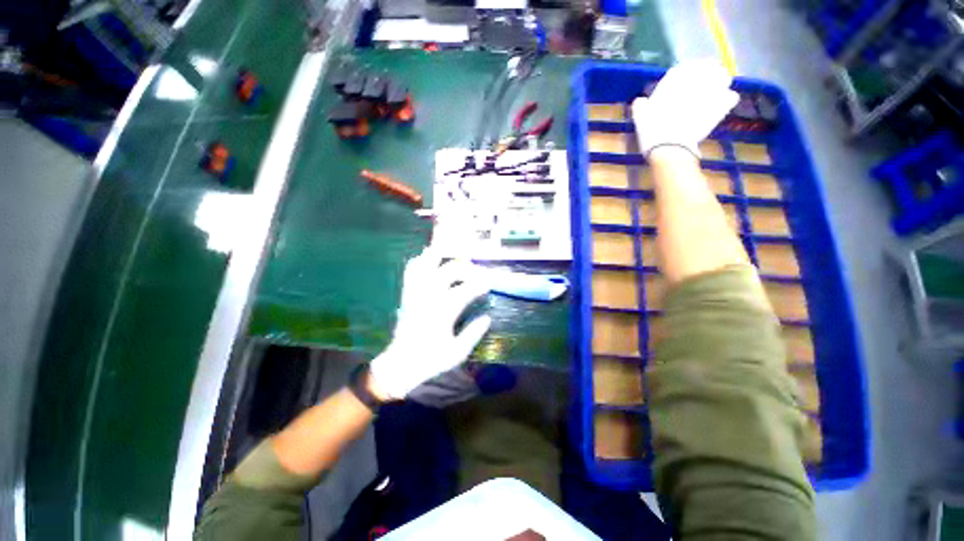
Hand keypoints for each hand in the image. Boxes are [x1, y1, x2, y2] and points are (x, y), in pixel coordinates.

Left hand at [369, 249, 491, 399]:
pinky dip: (420, 261)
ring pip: (427, 265)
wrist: (400, 364)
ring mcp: (416, 293)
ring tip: (454, 255)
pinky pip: (411, 272)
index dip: (479, 284)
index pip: (465, 290)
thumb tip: (487, 318)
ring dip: (441, 257)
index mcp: (443, 312)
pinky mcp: (407, 295)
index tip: (488, 283)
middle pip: (448, 271)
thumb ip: (473, 333)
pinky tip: (429, 259)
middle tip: (475, 272)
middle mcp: (429, 297)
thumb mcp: (457, 353)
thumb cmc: (431, 360)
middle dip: (465, 268)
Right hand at [632, 60, 738, 158]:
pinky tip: (722, 105)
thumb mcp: (640, 117)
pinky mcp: (722, 106)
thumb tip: (640, 101)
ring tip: (716, 91)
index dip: (686, 72)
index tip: (685, 78)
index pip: (685, 67)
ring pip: (724, 77)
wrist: (670, 147)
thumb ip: (641, 105)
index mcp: (675, 80)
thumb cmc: (652, 131)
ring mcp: (712, 92)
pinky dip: (728, 100)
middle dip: (708, 73)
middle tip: (704, 83)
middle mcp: (696, 80)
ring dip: (721, 82)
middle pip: (709, 67)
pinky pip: (731, 97)